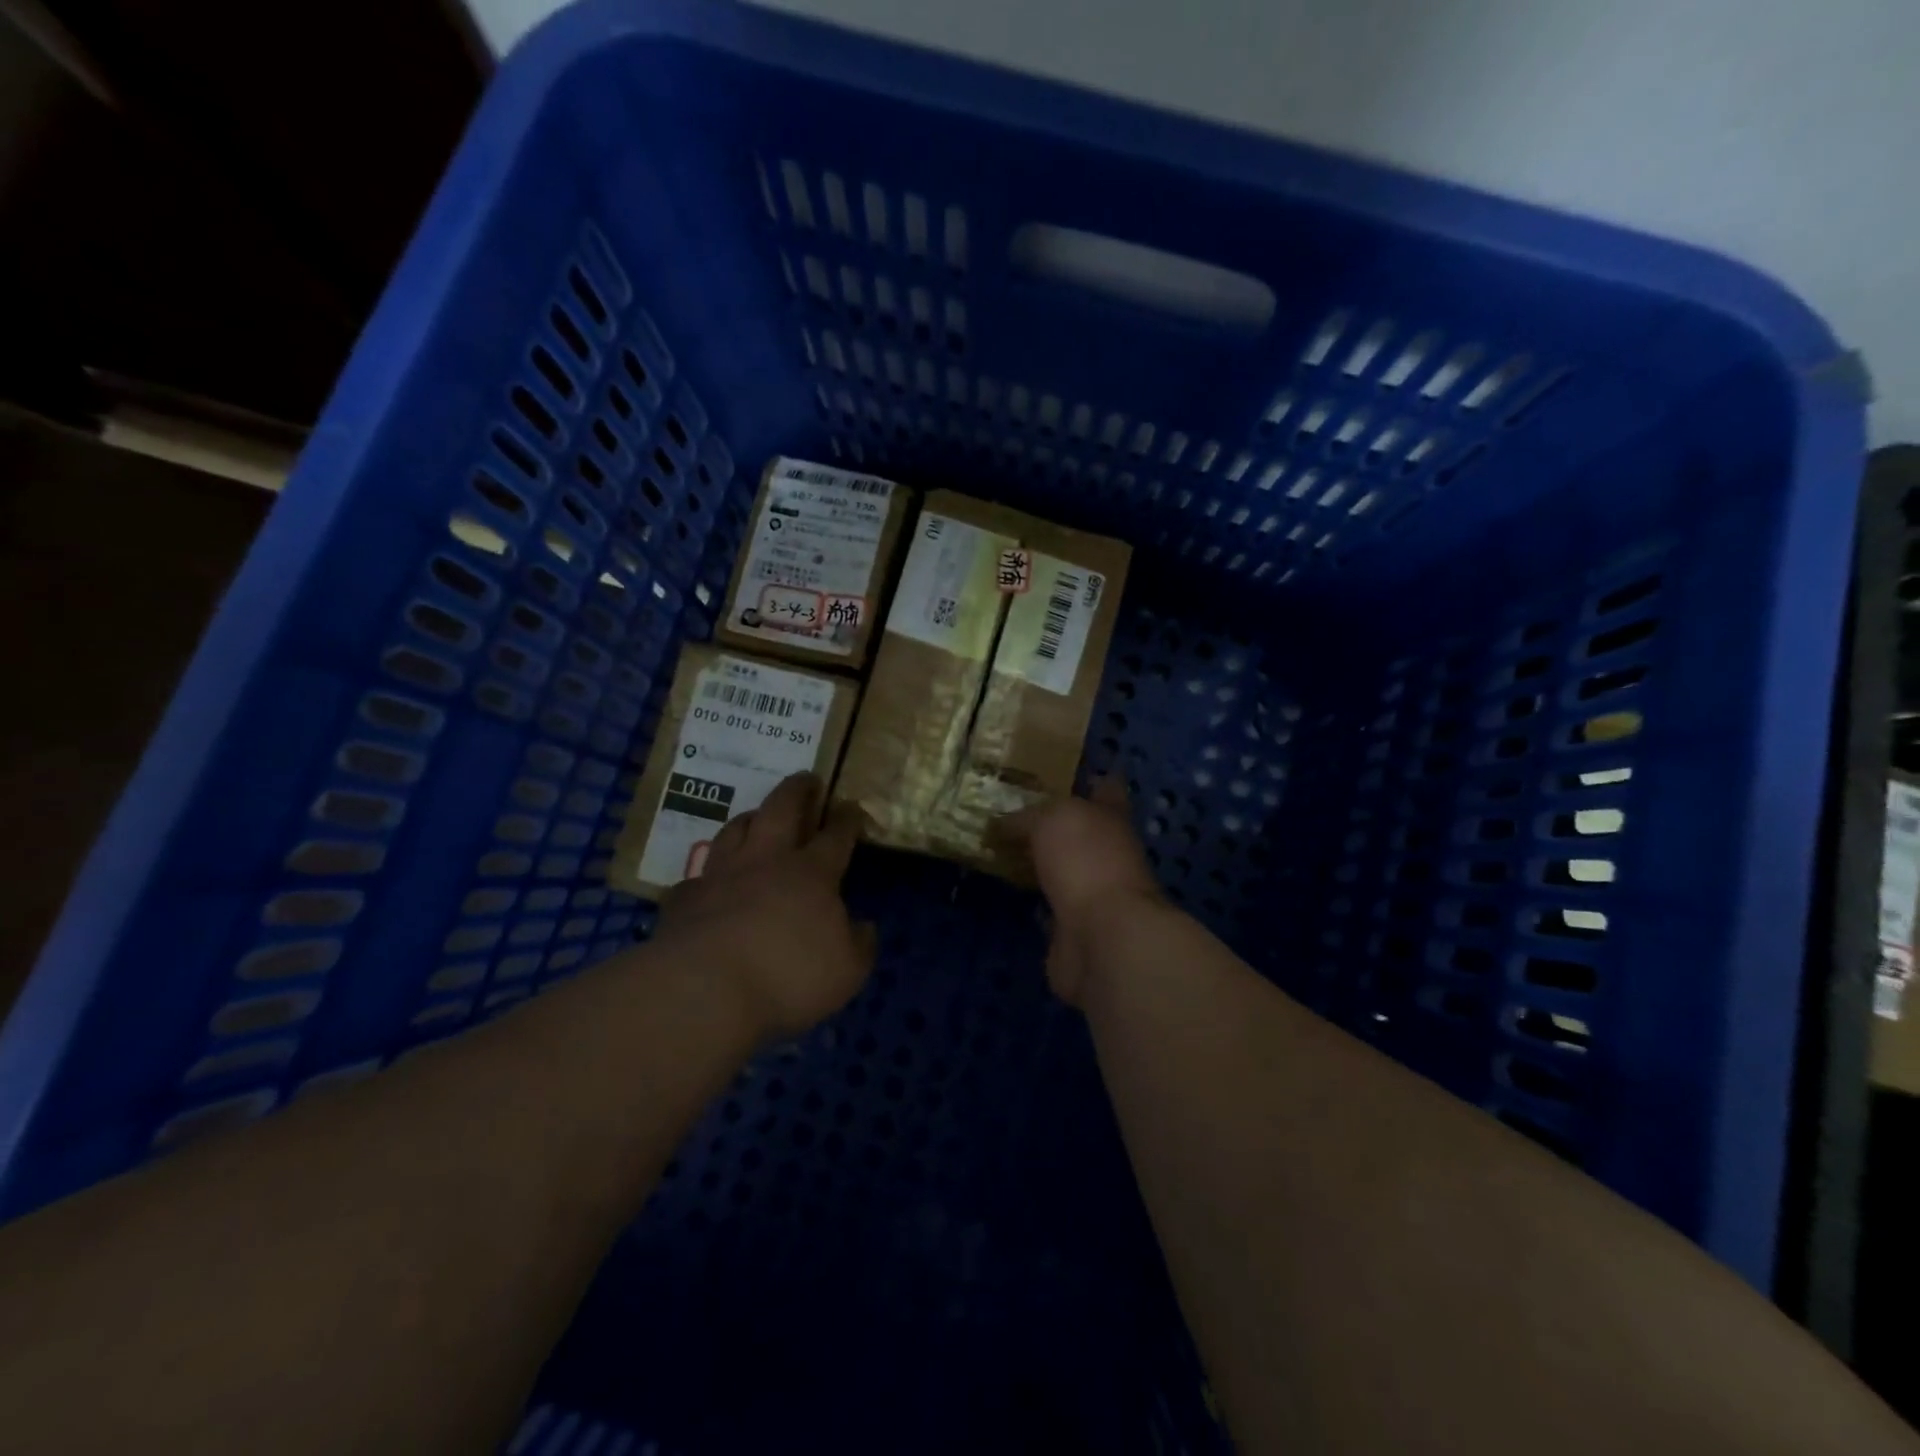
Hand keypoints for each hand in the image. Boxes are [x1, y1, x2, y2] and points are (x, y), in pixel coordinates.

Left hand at [653, 773, 875, 1042]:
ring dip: (751, 818)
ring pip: (736, 830)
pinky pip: (697, 876)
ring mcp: (720, 875)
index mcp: (811, 873)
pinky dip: (708, 875)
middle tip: (807, 778)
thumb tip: (863, 926)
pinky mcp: (685, 898)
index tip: (852, 806)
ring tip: (758, 815)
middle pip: (782, 809)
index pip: (835, 835)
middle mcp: (766, 861)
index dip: (847, 819)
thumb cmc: (788, 978)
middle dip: (798, 790)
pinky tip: (709, 881)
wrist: (704, 990)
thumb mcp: (847, 971)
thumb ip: (860, 945)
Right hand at [998, 778, 1165, 1007]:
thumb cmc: (1085, 859)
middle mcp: (1108, 852)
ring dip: (1041, 862)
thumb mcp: (1051, 819)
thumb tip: (1001, 824)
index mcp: (1111, 816)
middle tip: (1014, 811)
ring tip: (1002, 847)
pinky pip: (1048, 905)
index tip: (1075, 772)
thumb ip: (1026, 817)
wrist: (1102, 936)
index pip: (1107, 789)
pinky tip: (1007, 889)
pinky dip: (1032, 899)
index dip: (1095, 780)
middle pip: (1081, 832)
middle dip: (1055, 824)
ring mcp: (1094, 892)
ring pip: (1064, 869)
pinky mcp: (1075, 927)